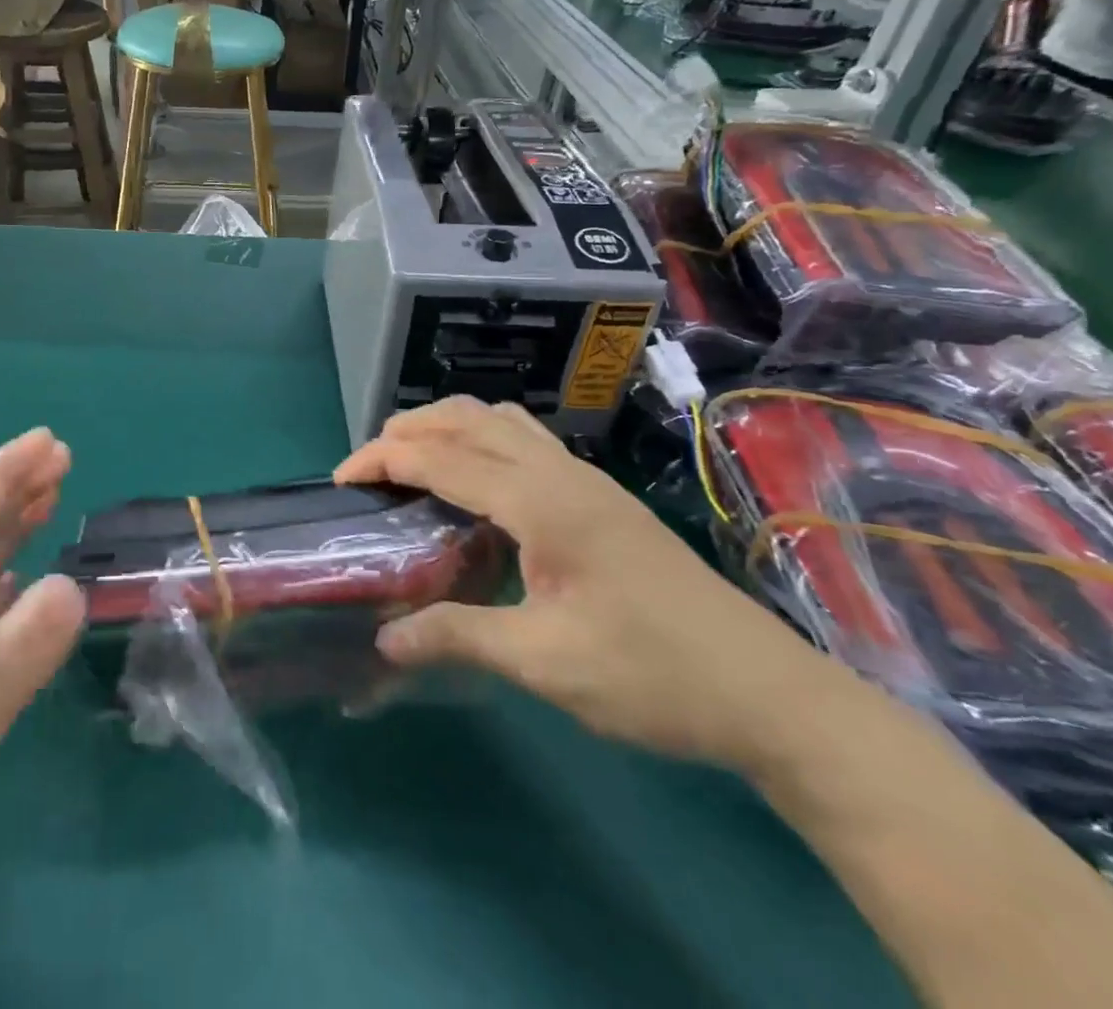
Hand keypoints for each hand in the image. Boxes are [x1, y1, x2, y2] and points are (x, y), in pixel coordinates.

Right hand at [336, 398, 849, 774]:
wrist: (770, 694)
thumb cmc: (653, 675)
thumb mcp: (545, 663)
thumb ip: (458, 637)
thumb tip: (385, 639)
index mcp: (541, 501)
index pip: (442, 456)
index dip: (383, 459)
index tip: (341, 480)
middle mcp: (560, 472)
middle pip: (468, 417)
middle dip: (409, 429)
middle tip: (369, 466)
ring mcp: (586, 479)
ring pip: (501, 420)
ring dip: (448, 426)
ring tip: (413, 462)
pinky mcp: (600, 497)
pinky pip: (524, 441)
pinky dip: (480, 440)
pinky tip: (476, 486)